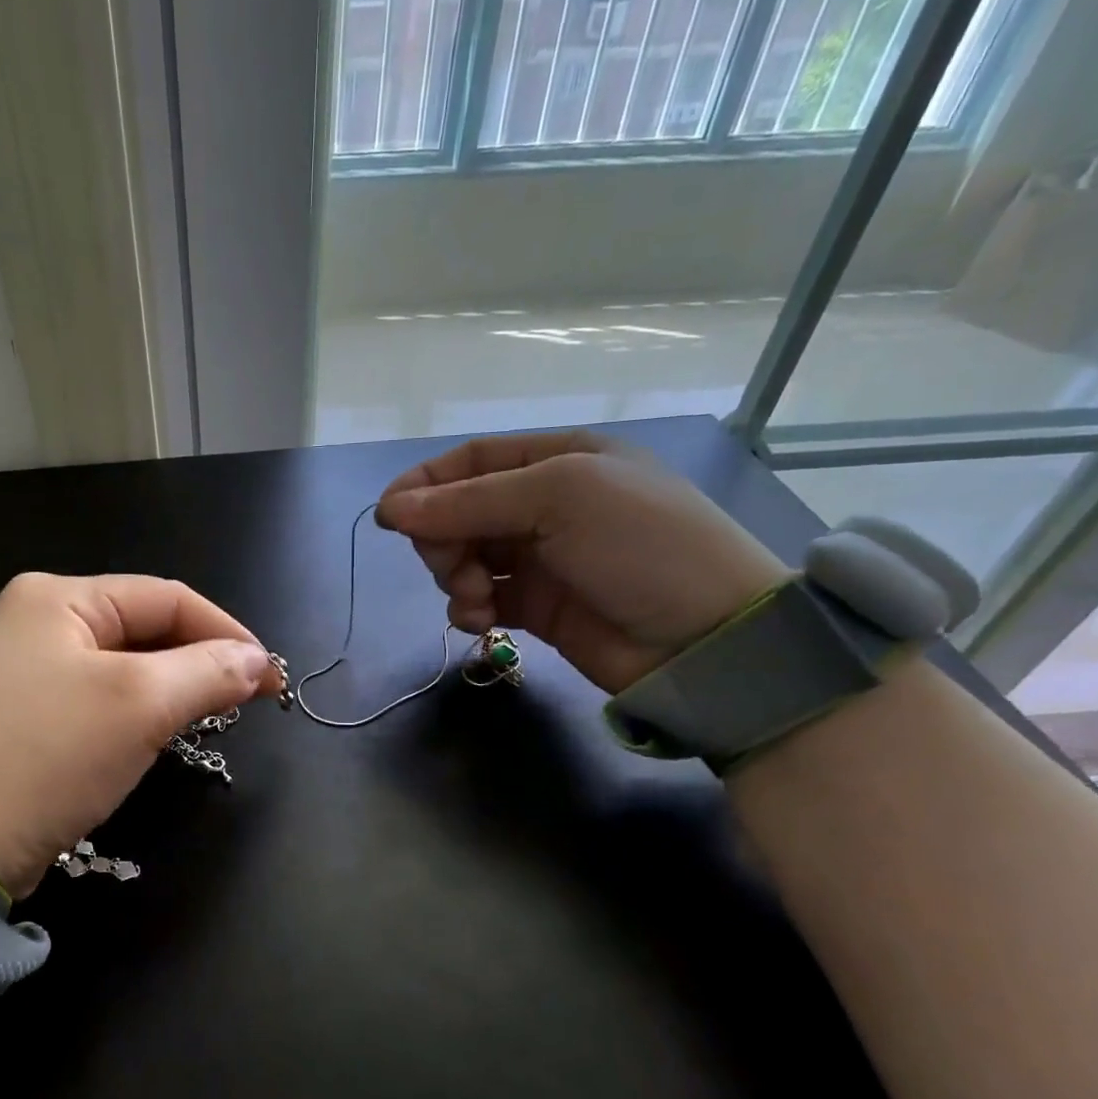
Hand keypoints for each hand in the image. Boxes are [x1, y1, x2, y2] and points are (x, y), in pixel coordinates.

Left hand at [0, 574, 280, 899]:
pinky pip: (96, 698)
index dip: (226, 631)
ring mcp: (22, 669)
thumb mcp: (139, 705)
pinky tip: (158, 733)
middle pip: (142, 628)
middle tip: (247, 699)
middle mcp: (34, 621)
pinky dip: (136, 711)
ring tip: (212, 714)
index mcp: (55, 598)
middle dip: (199, 660)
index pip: (164, 597)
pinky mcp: (20, 714)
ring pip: (123, 666)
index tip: (270, 676)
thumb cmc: (48, 756)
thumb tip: (258, 661)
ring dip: (172, 687)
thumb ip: (208, 671)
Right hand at [376, 431, 788, 693]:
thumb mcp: (559, 499)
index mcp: (558, 459)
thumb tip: (390, 508)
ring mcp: (542, 558)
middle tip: (451, 566)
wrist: (708, 639)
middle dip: (443, 538)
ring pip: (466, 557)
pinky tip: (480, 622)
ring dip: (456, 577)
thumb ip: (470, 502)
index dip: (426, 485)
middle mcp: (546, 504)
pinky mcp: (538, 607)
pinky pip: (482, 598)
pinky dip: (470, 608)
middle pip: (461, 511)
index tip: (389, 516)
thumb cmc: (640, 545)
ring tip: (475, 601)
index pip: (472, 461)